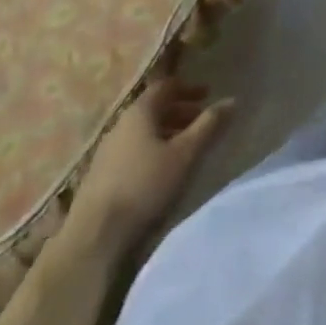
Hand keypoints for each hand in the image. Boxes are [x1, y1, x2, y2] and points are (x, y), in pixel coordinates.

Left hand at [76, 77, 231, 233]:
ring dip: (166, 133)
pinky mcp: (100, 176)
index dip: (188, 88)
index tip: (207, 95)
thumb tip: (232, 100)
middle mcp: (120, 124)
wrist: (94, 238)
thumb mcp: (185, 154)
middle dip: (179, 112)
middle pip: (153, 109)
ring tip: (185, 149)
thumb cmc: (145, 186)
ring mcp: (107, 151)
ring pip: (142, 132)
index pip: (165, 86)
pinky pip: (132, 151)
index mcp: (139, 111)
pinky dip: (151, 150)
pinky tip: (160, 171)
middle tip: (200, 122)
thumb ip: (209, 125)